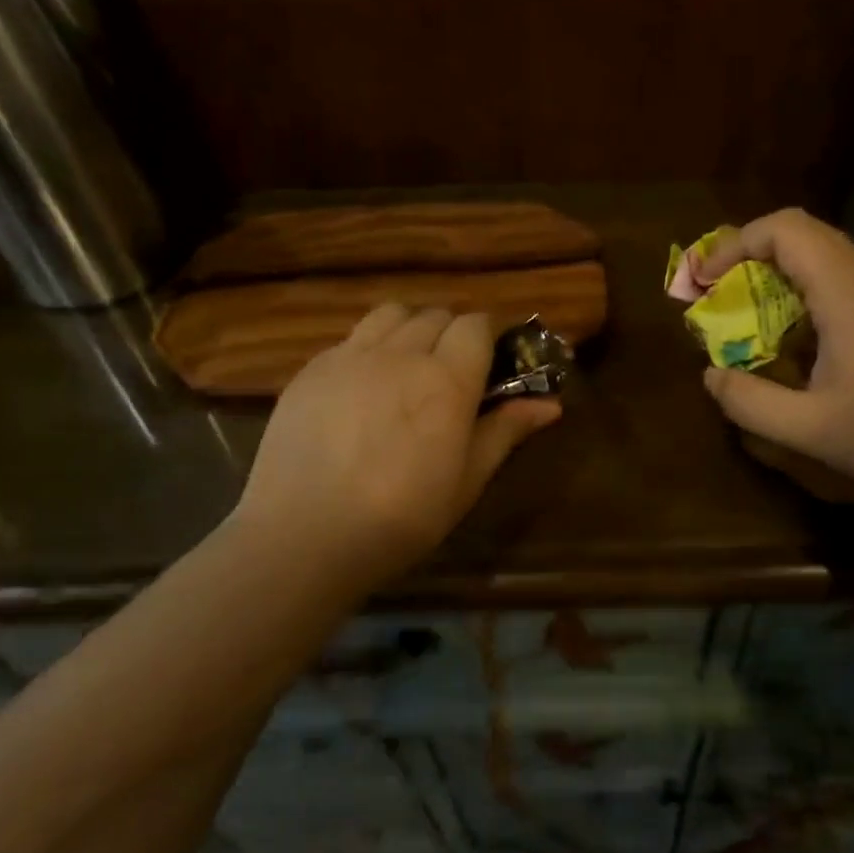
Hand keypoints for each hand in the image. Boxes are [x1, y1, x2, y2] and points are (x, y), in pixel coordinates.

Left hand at [234, 306, 560, 586]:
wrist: (302, 537)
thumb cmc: (401, 518)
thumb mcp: (466, 481)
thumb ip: (506, 432)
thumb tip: (551, 405)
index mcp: (446, 379)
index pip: (476, 324)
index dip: (488, 337)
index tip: (489, 365)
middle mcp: (400, 353)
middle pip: (436, 315)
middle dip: (451, 334)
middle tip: (450, 375)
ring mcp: (349, 356)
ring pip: (391, 315)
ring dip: (409, 329)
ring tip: (406, 368)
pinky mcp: (310, 370)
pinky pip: (351, 339)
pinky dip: (368, 349)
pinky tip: (361, 389)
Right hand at [699, 210, 853, 492]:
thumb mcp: (812, 429)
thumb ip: (751, 403)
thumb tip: (711, 376)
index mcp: (844, 290)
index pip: (783, 228)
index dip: (735, 244)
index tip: (706, 282)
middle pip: (800, 235)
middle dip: (749, 258)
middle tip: (718, 297)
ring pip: (823, 257)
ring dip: (778, 278)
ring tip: (750, 320)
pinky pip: (843, 282)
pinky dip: (805, 295)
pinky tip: (801, 345)